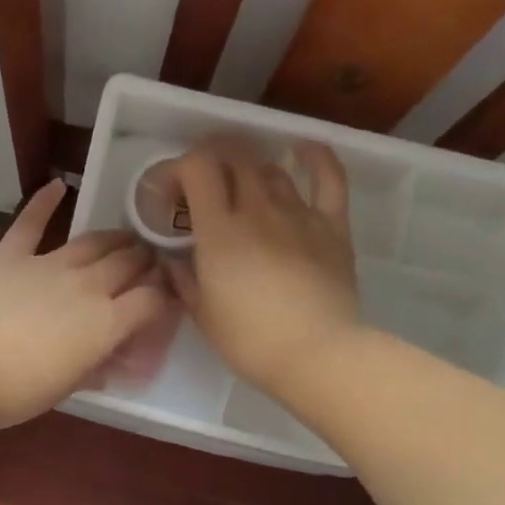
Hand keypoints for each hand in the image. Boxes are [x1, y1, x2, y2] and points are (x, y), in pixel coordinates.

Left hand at [0, 180, 172, 429]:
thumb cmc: (19, 390)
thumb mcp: (69, 387)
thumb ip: (96, 366)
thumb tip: (112, 358)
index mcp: (107, 323)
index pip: (152, 299)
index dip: (166, 294)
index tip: (169, 294)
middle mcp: (87, 286)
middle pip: (129, 263)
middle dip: (145, 261)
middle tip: (148, 262)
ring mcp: (48, 265)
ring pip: (93, 242)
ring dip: (114, 238)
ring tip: (124, 237)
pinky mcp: (11, 255)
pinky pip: (31, 223)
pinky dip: (44, 202)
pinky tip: (57, 185)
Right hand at [162, 138, 361, 394]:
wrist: (315, 354)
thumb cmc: (250, 342)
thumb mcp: (203, 315)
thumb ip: (184, 281)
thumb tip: (174, 261)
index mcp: (219, 231)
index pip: (198, 169)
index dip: (180, 169)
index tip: (172, 193)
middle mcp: (258, 210)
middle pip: (234, 159)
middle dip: (212, 162)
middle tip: (202, 186)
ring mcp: (298, 213)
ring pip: (271, 170)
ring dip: (250, 171)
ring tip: (241, 189)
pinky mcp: (332, 225)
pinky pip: (328, 177)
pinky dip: (315, 156)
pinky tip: (303, 150)